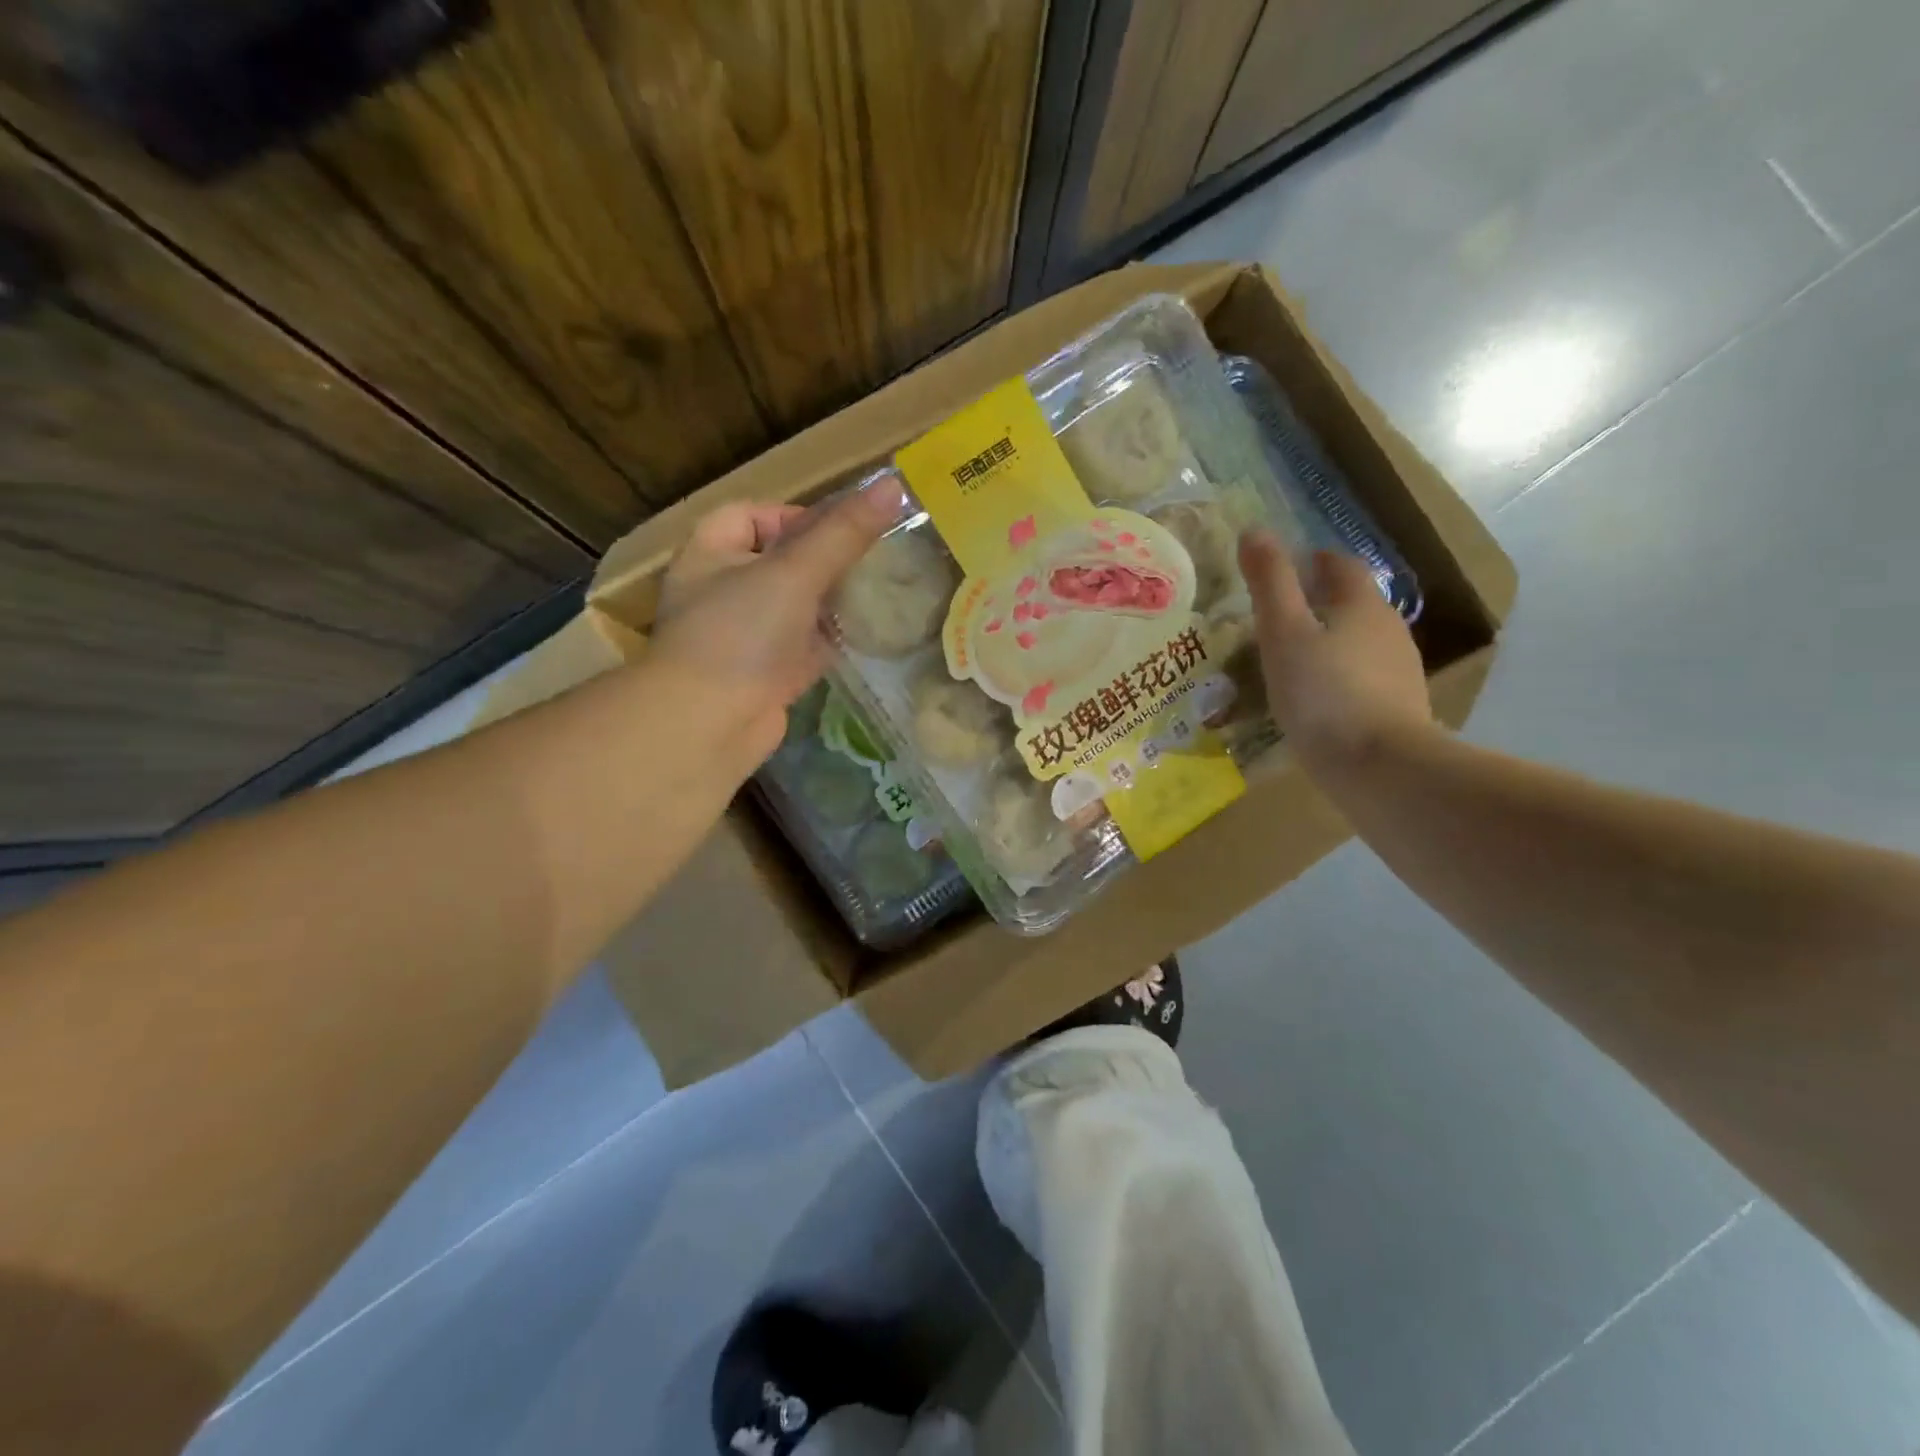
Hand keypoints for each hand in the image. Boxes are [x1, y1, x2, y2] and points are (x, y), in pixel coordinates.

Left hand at [650, 477, 905, 765]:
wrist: (710, 725)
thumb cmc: (741, 634)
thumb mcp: (794, 573)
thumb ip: (843, 533)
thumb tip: (893, 485)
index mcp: (711, 553)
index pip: (752, 515)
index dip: (796, 515)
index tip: (842, 529)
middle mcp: (724, 591)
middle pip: (780, 561)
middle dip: (825, 559)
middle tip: (873, 558)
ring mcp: (746, 636)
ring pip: (797, 606)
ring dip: (833, 600)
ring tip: (880, 592)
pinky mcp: (768, 674)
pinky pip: (805, 646)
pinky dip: (831, 640)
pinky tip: (867, 635)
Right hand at [1239, 531, 1435, 773]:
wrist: (1380, 768)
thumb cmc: (1323, 693)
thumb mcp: (1283, 634)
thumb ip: (1270, 582)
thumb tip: (1255, 531)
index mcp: (1361, 604)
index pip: (1339, 564)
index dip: (1310, 560)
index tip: (1279, 572)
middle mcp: (1388, 628)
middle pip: (1351, 602)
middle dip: (1316, 603)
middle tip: (1272, 619)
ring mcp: (1399, 670)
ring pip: (1358, 641)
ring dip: (1327, 641)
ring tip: (1288, 661)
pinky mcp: (1398, 707)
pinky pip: (1362, 677)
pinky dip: (1338, 676)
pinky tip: (1315, 700)